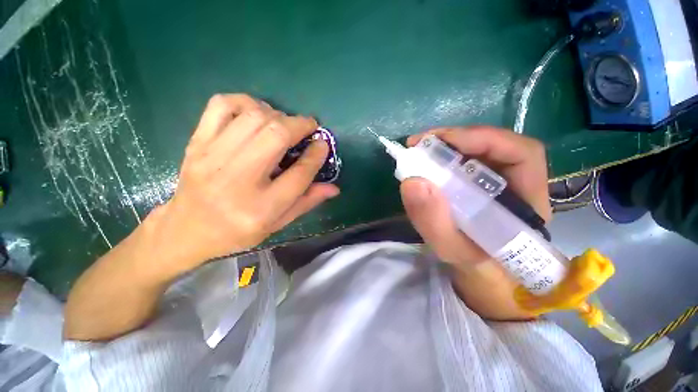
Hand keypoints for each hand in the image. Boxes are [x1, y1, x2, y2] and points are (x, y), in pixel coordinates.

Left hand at [144, 94, 339, 277]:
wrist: (187, 229)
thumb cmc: (238, 231)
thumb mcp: (278, 224)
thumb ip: (307, 202)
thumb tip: (334, 188)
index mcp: (262, 207)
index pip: (299, 174)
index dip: (316, 155)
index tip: (323, 145)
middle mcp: (238, 180)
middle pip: (276, 136)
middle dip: (300, 125)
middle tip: (309, 127)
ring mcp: (213, 158)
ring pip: (253, 117)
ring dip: (277, 114)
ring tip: (285, 123)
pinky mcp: (197, 143)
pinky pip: (221, 106)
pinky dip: (245, 102)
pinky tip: (256, 113)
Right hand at [400, 126, 549, 269]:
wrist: (480, 275)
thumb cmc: (474, 267)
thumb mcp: (451, 250)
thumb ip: (433, 221)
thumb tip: (412, 182)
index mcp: (526, 201)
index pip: (522, 153)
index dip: (484, 139)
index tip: (442, 142)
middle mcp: (518, 184)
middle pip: (495, 145)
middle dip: (456, 138)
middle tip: (420, 144)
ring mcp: (498, 181)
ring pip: (478, 150)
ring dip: (447, 145)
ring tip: (419, 150)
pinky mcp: (480, 184)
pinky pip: (465, 162)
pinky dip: (443, 157)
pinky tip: (426, 162)